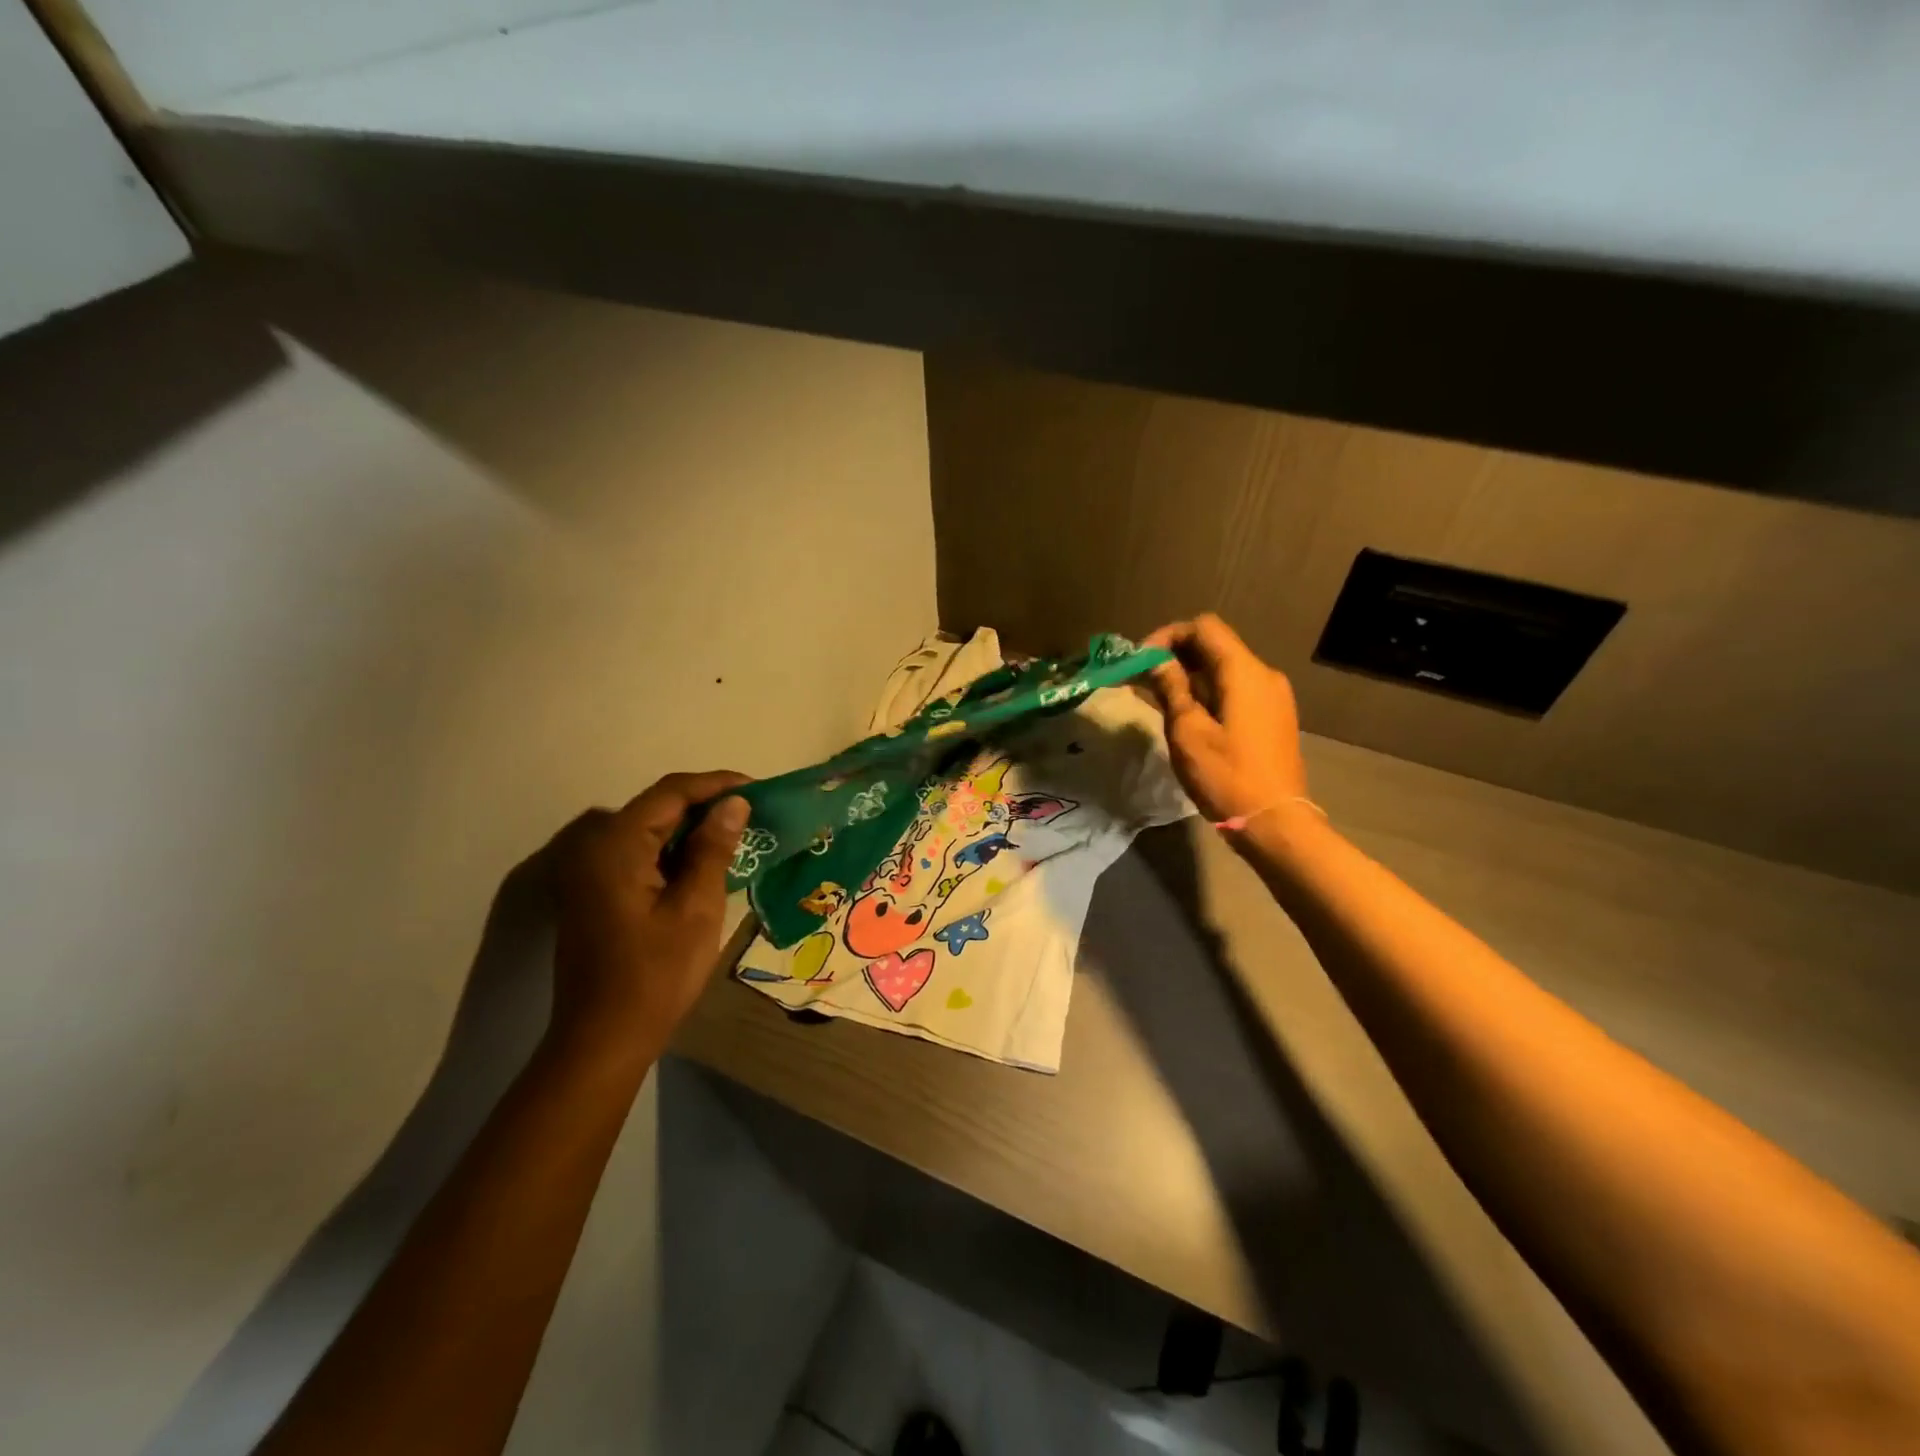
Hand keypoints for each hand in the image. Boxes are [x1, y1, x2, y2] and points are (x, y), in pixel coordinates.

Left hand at [545, 770, 750, 1068]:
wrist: (603, 1039)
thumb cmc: (656, 974)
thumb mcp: (697, 907)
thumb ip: (713, 848)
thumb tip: (734, 803)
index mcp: (616, 844)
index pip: (672, 792)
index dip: (717, 784)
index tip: (759, 790)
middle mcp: (596, 847)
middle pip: (658, 807)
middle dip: (707, 805)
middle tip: (755, 813)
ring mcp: (590, 871)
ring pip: (650, 830)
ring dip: (693, 829)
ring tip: (739, 834)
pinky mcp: (595, 892)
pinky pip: (640, 854)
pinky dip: (674, 851)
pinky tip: (706, 863)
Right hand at [1143, 614, 1308, 822]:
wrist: (1274, 821)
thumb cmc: (1226, 776)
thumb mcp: (1188, 732)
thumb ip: (1172, 689)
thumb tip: (1158, 663)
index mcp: (1244, 672)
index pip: (1204, 628)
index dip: (1168, 635)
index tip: (1141, 661)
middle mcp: (1264, 675)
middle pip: (1215, 646)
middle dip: (1176, 656)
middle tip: (1143, 680)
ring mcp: (1273, 696)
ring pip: (1224, 669)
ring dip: (1190, 676)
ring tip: (1158, 699)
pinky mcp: (1273, 716)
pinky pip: (1236, 689)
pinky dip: (1208, 692)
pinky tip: (1187, 715)